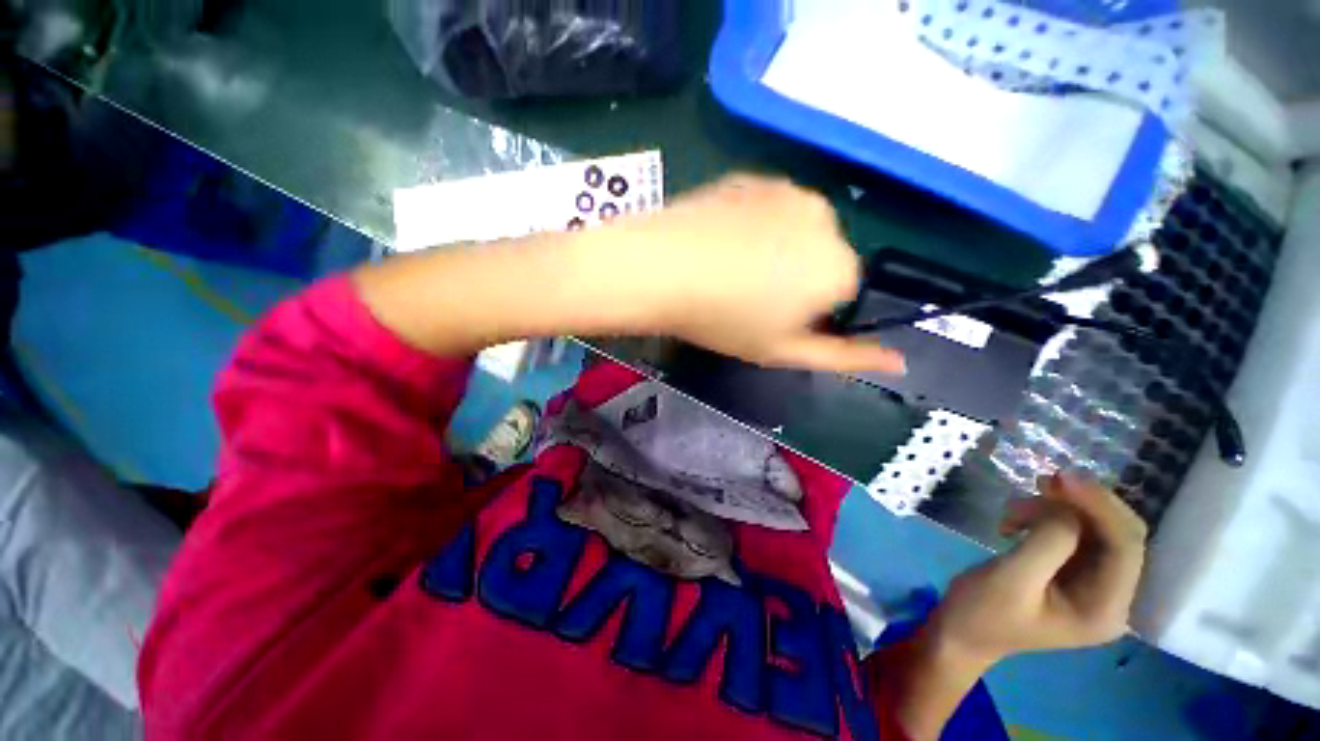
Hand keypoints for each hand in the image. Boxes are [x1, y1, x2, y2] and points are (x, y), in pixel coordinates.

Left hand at [586, 174, 904, 373]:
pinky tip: (719, 243)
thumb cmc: (723, 319)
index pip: (843, 293)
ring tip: (729, 269)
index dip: (807, 311)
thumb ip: (844, 357)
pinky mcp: (753, 177)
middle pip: (822, 257)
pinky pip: (767, 209)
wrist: (661, 269)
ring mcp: (788, 190)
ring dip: (775, 249)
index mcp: (840, 267)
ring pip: (795, 230)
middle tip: (746, 296)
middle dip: (796, 278)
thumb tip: (899, 362)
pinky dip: (752, 226)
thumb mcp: (782, 351)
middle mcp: (827, 220)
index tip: (770, 319)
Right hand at [929, 472, 1147, 669]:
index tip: (1061, 476)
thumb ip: (1047, 542)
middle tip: (1041, 481)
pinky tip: (1018, 520)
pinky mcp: (1074, 572)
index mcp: (1105, 609)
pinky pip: (1075, 532)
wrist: (961, 630)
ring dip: (1056, 510)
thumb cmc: (982, 611)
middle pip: (1118, 534)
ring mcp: (1095, 584)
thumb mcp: (1011, 578)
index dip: (1101, 506)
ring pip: (1095, 528)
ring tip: (1012, 513)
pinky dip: (1047, 516)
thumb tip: (1066, 507)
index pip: (1125, 547)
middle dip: (1081, 504)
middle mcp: (1113, 596)